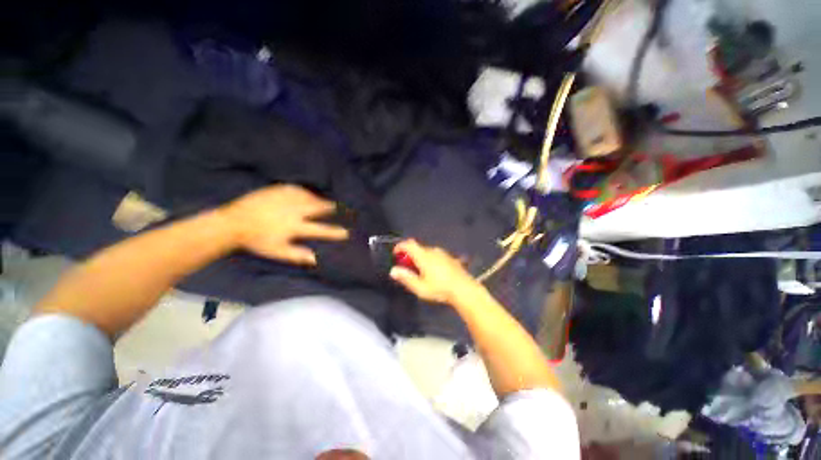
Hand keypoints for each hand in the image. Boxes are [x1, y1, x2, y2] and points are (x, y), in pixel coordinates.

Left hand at [222, 185, 348, 264]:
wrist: (233, 222)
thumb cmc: (257, 240)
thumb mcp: (277, 251)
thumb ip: (297, 254)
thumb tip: (316, 259)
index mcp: (294, 226)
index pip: (320, 230)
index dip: (335, 232)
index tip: (346, 232)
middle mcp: (294, 210)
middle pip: (318, 208)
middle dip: (331, 208)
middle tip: (341, 208)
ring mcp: (286, 198)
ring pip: (309, 197)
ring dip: (320, 200)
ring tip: (326, 202)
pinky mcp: (278, 190)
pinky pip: (297, 189)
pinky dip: (306, 192)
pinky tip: (308, 193)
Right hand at [389, 240, 481, 304]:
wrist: (464, 289)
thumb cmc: (440, 289)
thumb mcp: (420, 287)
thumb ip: (406, 278)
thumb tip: (393, 270)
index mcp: (423, 256)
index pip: (409, 244)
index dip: (400, 246)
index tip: (395, 254)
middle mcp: (432, 251)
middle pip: (417, 248)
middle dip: (410, 255)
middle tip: (408, 268)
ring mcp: (442, 253)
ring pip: (427, 252)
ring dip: (420, 258)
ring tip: (421, 272)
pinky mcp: (450, 257)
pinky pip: (435, 255)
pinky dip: (430, 260)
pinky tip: (434, 272)